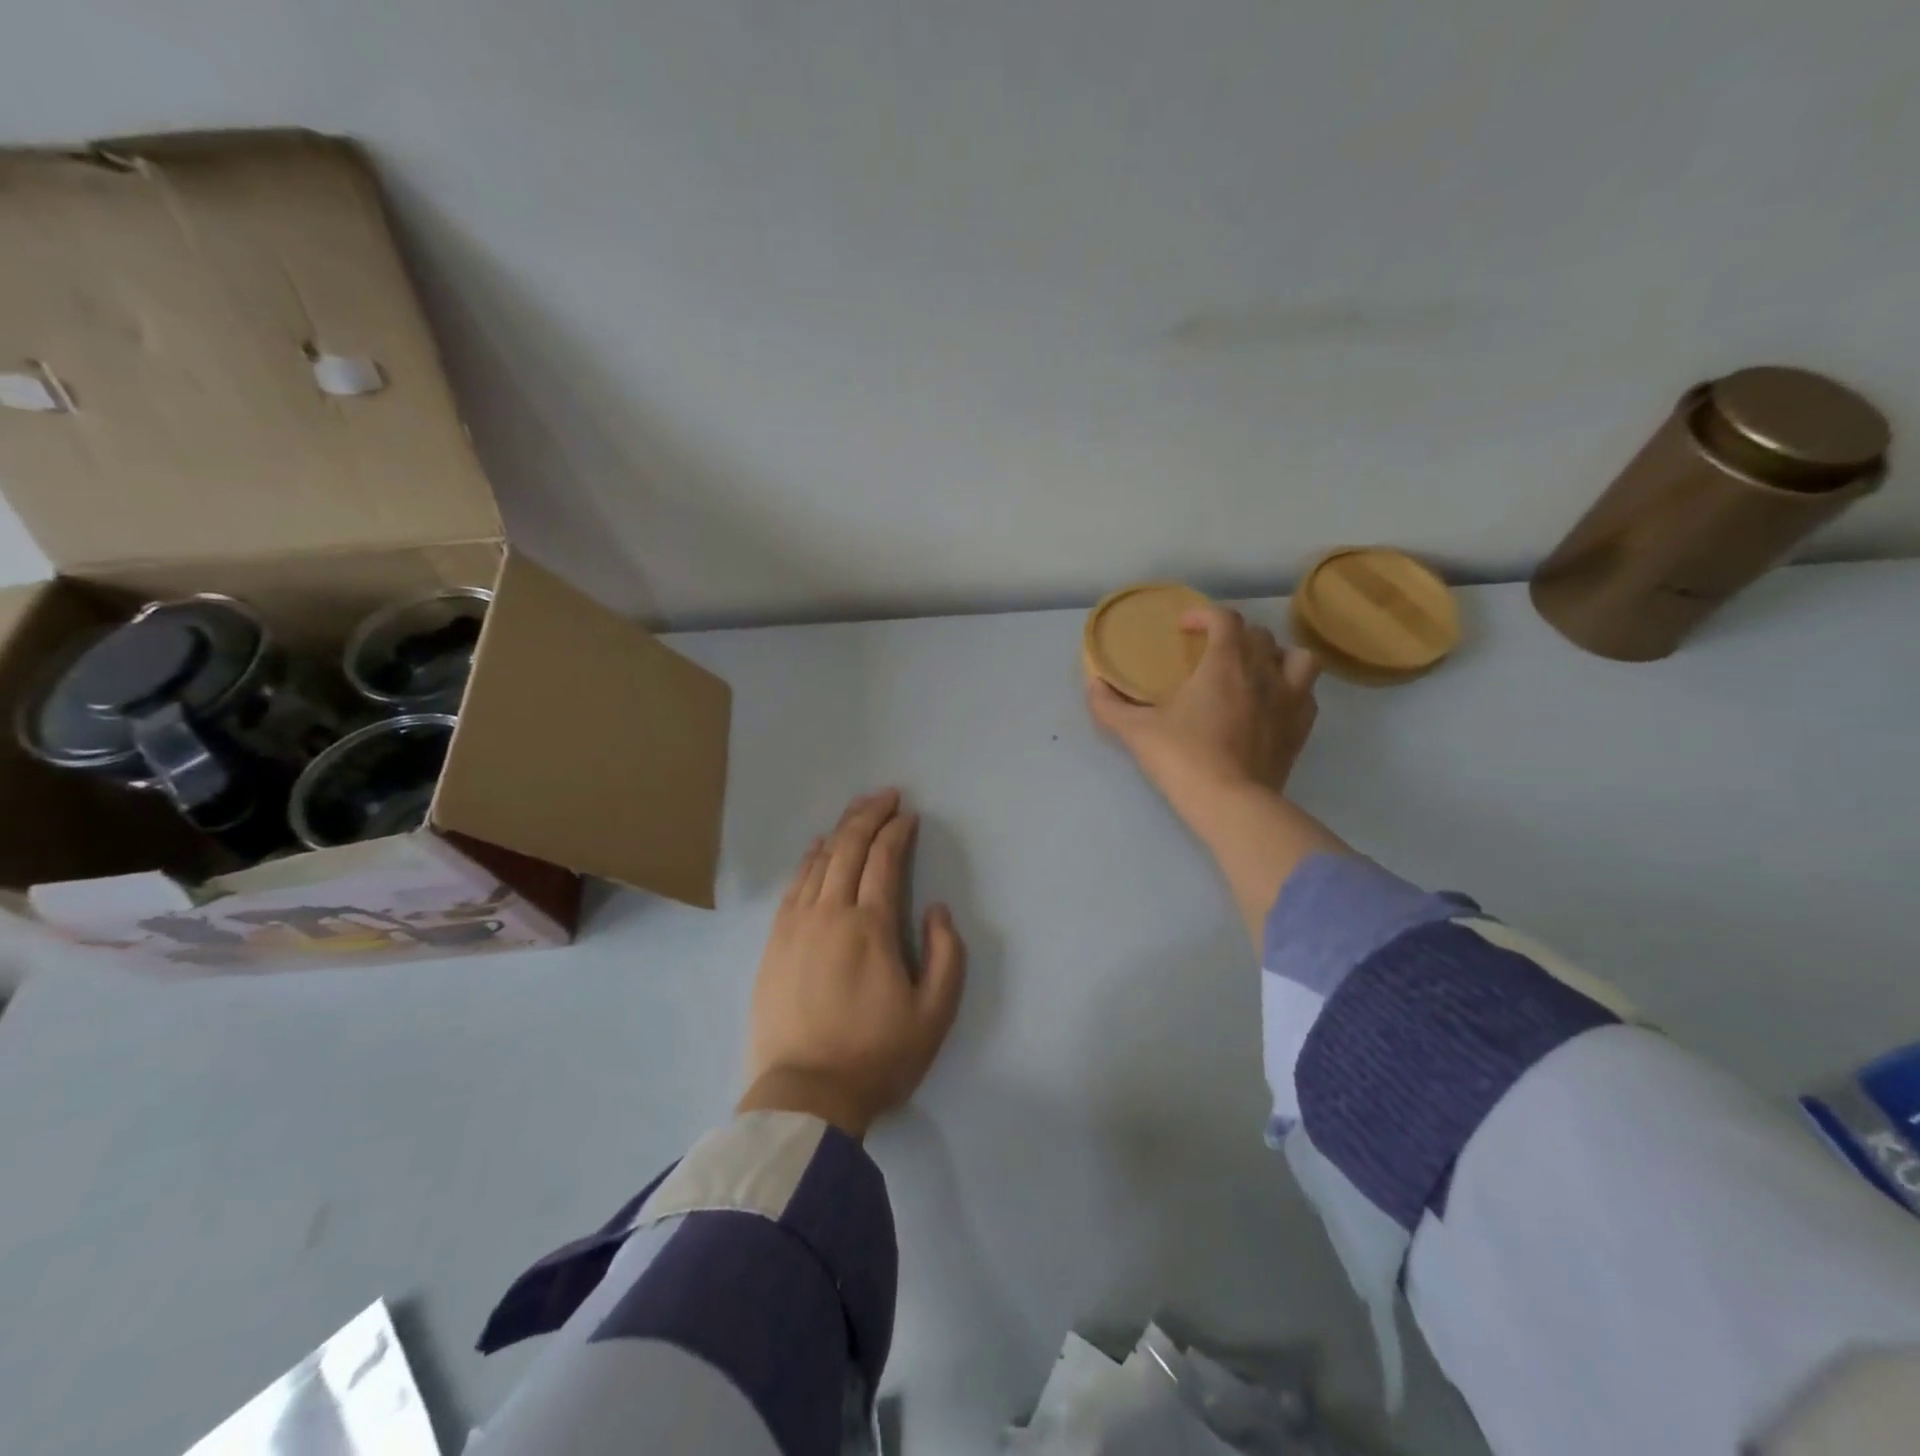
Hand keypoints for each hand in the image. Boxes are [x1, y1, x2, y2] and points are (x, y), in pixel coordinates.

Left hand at [738, 790, 966, 1138]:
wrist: (805, 1096)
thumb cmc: (876, 1056)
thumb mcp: (934, 1014)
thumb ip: (946, 955)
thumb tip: (936, 910)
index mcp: (870, 925)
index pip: (884, 859)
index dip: (898, 831)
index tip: (909, 815)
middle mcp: (829, 913)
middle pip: (848, 848)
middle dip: (869, 815)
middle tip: (886, 796)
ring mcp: (796, 926)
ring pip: (818, 862)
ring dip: (840, 831)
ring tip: (856, 813)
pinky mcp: (774, 943)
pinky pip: (793, 886)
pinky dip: (809, 860)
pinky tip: (817, 850)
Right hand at [1088, 606, 1320, 820]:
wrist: (1231, 804)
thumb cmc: (1182, 759)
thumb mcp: (1136, 731)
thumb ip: (1109, 705)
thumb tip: (1093, 684)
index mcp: (1224, 664)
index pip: (1224, 619)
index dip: (1204, 615)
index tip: (1184, 628)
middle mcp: (1263, 673)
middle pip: (1259, 635)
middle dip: (1235, 636)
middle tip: (1212, 653)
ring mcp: (1289, 700)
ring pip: (1297, 657)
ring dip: (1276, 656)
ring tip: (1256, 671)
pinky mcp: (1301, 729)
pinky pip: (1307, 694)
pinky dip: (1292, 690)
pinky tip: (1273, 704)